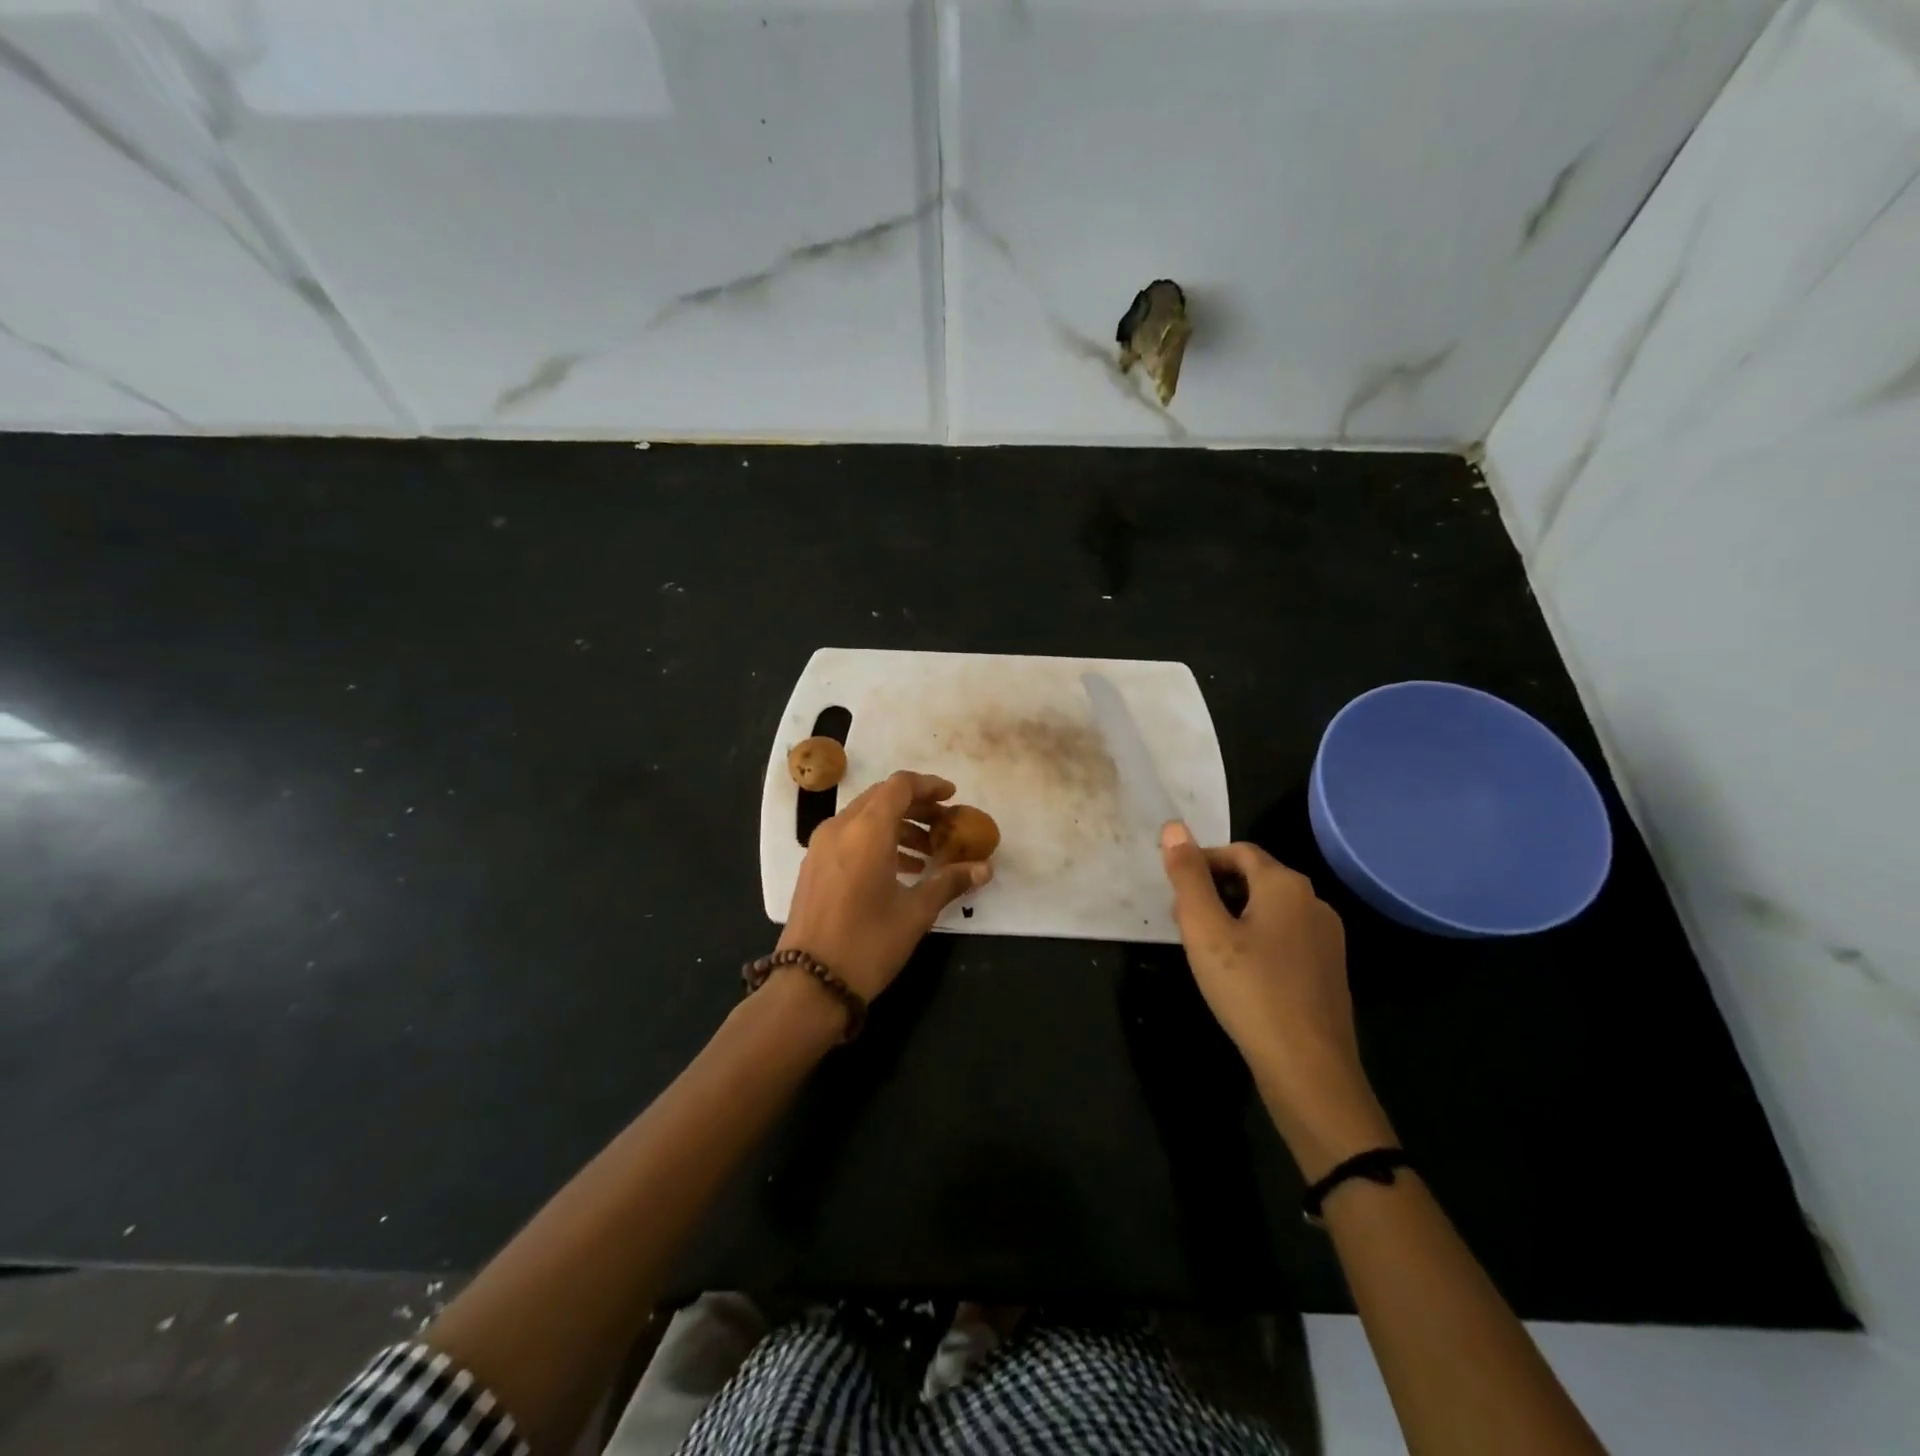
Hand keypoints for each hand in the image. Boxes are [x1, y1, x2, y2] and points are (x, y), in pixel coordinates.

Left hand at [778, 771, 992, 1000]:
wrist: (809, 984)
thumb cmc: (868, 943)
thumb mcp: (916, 912)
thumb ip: (950, 882)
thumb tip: (985, 868)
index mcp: (867, 830)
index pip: (900, 786)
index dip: (929, 786)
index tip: (952, 798)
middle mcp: (840, 828)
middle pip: (881, 797)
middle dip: (916, 806)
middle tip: (944, 825)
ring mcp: (821, 846)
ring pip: (864, 817)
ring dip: (897, 825)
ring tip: (927, 854)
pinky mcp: (813, 866)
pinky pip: (849, 836)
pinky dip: (876, 841)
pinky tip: (899, 870)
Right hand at [1160, 822, 1393, 1178]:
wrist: (1310, 1071)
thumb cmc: (1250, 991)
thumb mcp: (1205, 930)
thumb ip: (1188, 877)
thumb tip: (1174, 827)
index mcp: (1286, 885)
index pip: (1237, 851)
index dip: (1201, 862)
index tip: (1174, 889)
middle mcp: (1314, 902)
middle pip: (1256, 877)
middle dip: (1215, 889)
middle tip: (1183, 920)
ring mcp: (1327, 938)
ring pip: (1270, 909)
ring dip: (1234, 915)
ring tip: (1205, 947)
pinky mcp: (1329, 970)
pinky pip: (1285, 937)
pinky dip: (1256, 939)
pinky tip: (1239, 973)